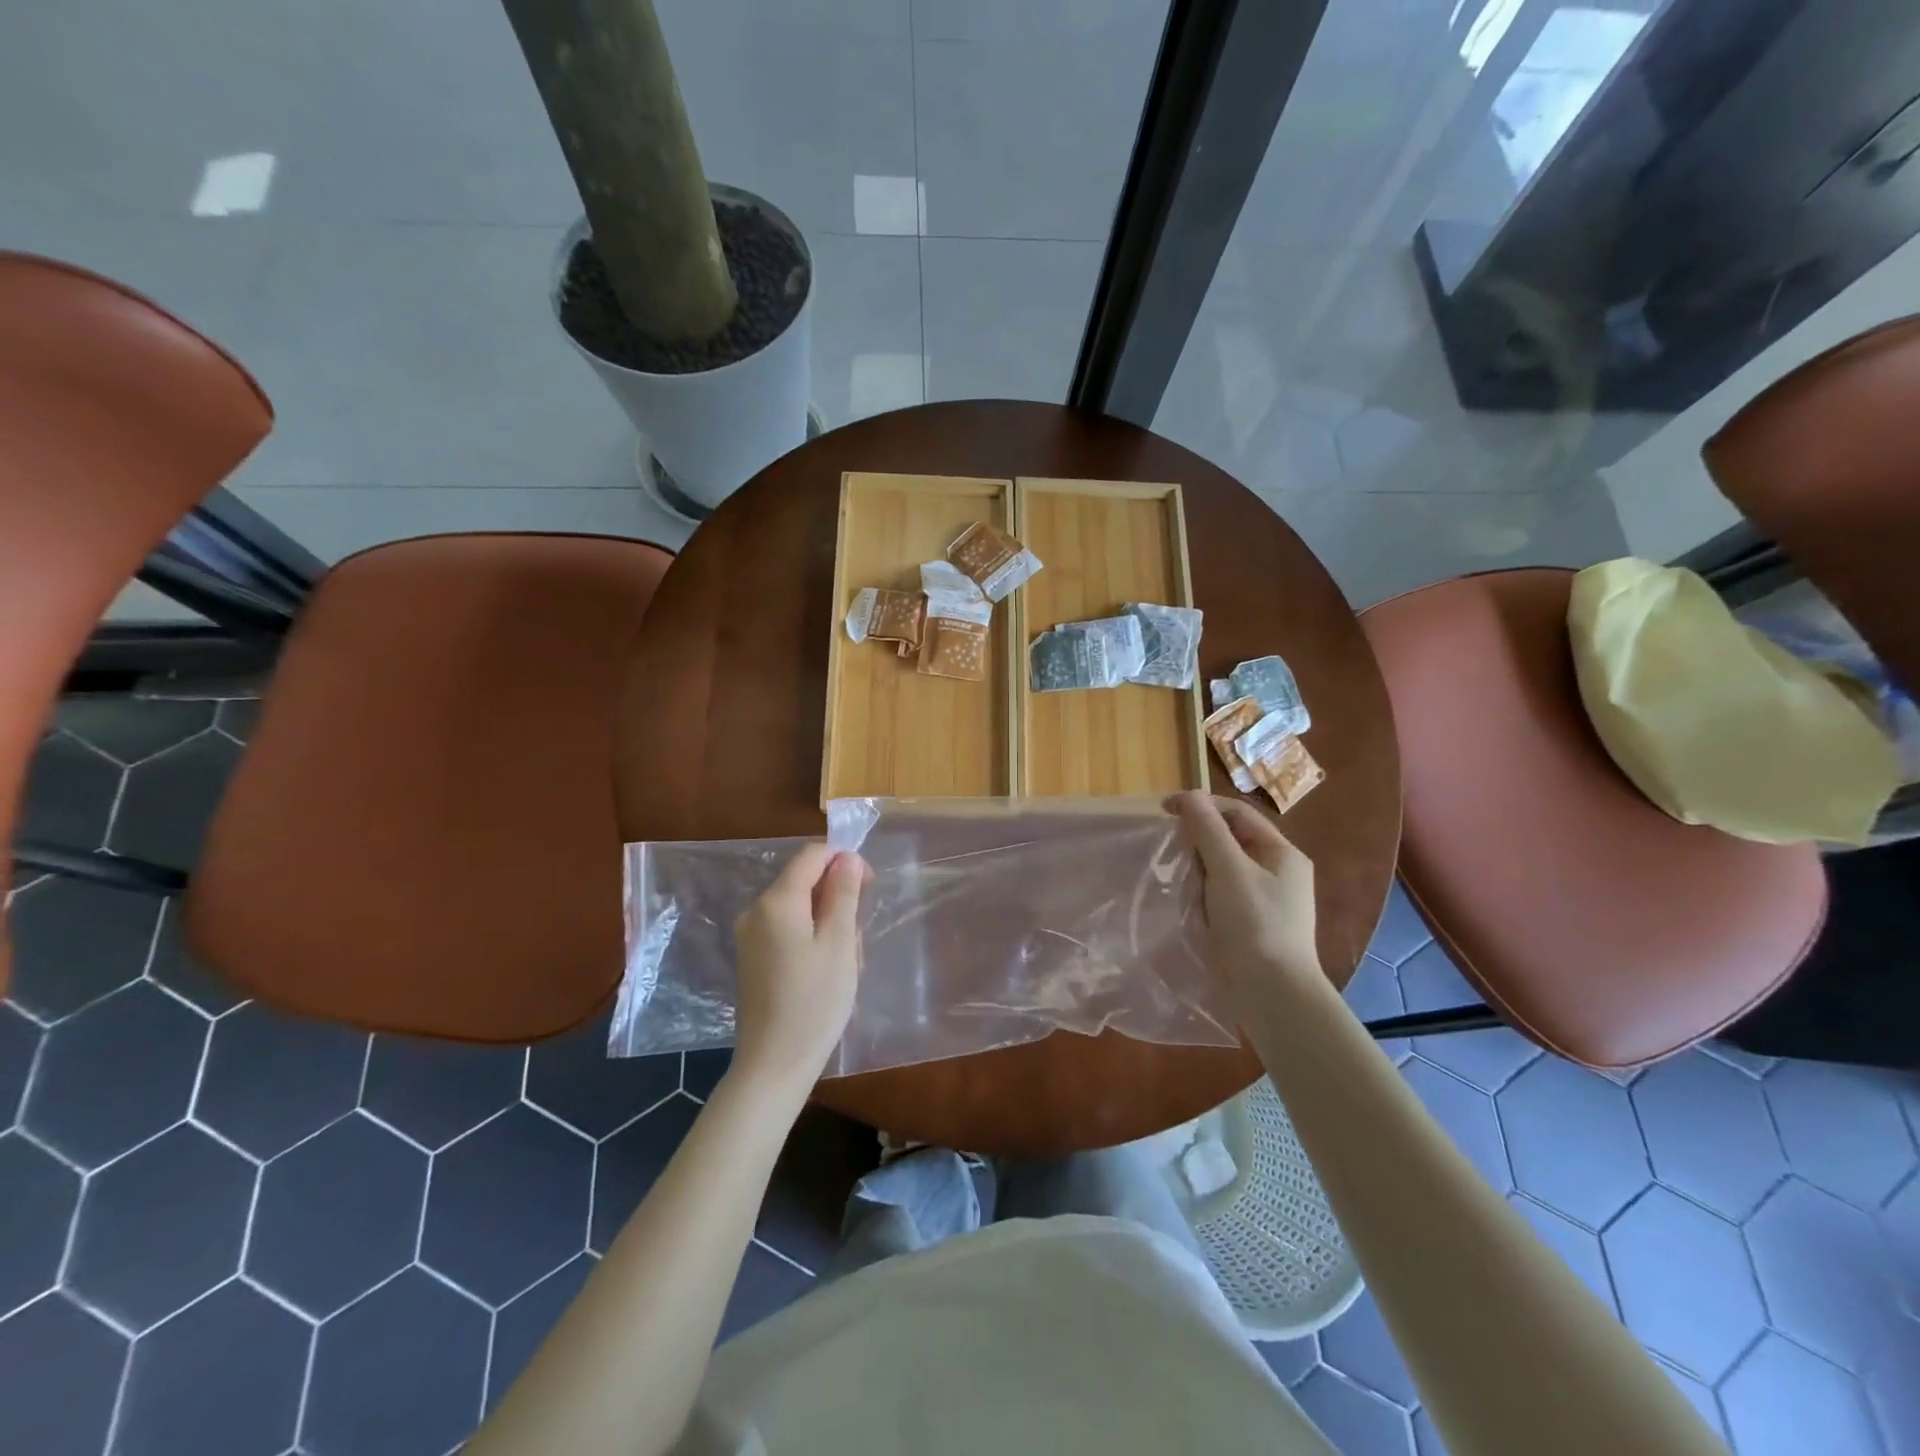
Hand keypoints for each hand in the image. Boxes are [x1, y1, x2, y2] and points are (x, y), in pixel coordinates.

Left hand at [731, 842, 865, 1087]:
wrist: (774, 1064)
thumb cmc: (815, 1002)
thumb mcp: (840, 943)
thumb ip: (844, 894)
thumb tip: (848, 857)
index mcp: (777, 901)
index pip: (811, 855)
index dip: (843, 860)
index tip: (868, 886)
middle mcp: (756, 910)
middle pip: (804, 880)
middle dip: (837, 897)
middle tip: (858, 936)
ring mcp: (750, 935)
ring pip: (799, 907)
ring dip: (828, 921)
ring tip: (846, 962)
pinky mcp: (752, 956)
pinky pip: (787, 928)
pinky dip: (811, 937)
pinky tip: (826, 970)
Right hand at [1167, 792, 1321, 996]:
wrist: (1272, 995)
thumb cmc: (1255, 924)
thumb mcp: (1229, 870)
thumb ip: (1208, 830)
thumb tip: (1189, 796)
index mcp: (1283, 853)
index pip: (1238, 813)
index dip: (1202, 805)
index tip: (1165, 811)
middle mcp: (1279, 873)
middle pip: (1231, 839)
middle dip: (1199, 838)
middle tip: (1168, 846)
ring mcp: (1266, 901)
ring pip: (1224, 869)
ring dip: (1198, 867)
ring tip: (1175, 875)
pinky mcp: (1251, 926)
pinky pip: (1222, 895)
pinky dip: (1203, 892)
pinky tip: (1187, 902)